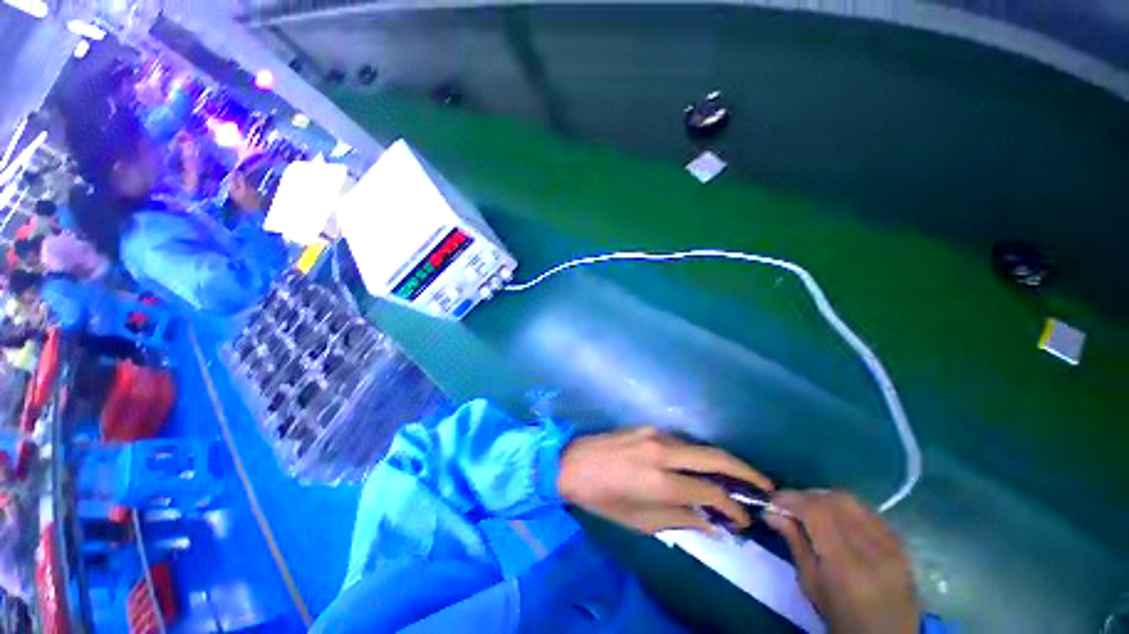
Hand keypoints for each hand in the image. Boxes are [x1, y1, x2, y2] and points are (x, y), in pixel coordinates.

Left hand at [558, 426, 772, 534]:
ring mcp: (655, 434)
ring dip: (722, 461)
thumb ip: (680, 520)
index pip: (710, 491)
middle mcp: (662, 451)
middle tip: (765, 486)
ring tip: (737, 479)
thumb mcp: (640, 521)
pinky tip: (701, 465)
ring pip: (699, 445)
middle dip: (745, 471)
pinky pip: (681, 441)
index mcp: (659, 480)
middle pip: (714, 456)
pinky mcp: (647, 426)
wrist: (573, 462)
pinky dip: (698, 453)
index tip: (745, 519)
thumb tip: (713, 525)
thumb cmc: (603, 498)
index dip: (733, 507)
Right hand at [765, 491, 919, 633]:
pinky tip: (836, 519)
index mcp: (845, 563)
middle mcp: (872, 548)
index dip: (791, 499)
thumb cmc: (841, 617)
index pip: (816, 512)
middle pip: (836, 500)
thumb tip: (771, 512)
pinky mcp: (900, 544)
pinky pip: (868, 512)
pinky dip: (846, 508)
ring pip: (853, 501)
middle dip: (808, 496)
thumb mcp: (811, 584)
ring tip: (811, 510)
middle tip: (790, 504)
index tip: (772, 500)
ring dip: (826, 499)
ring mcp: (891, 544)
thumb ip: (794, 542)